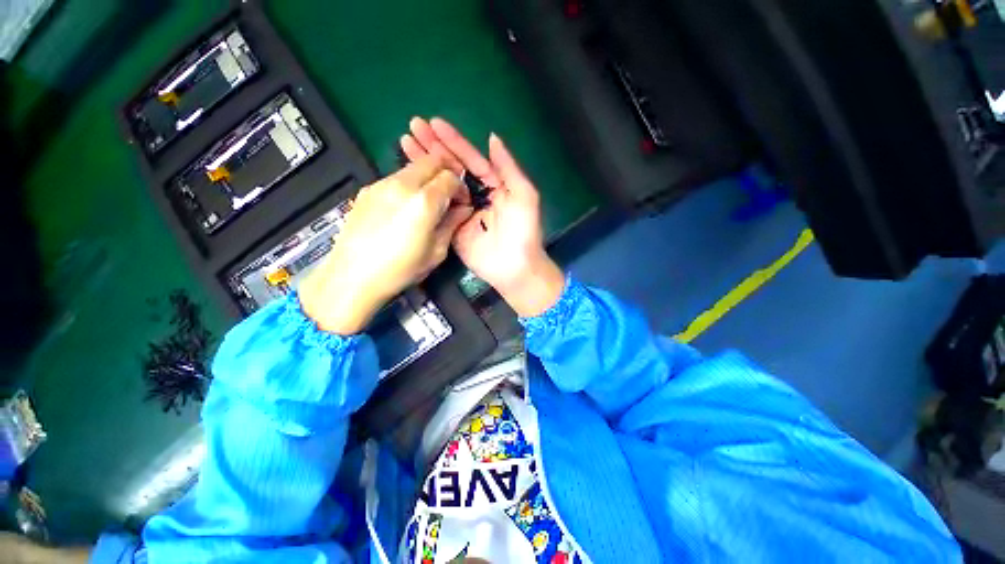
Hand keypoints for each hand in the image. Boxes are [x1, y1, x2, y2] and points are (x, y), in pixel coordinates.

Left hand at [299, 155, 471, 334]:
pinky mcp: (367, 189)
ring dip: (426, 179)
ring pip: (412, 167)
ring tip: (425, 204)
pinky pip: (395, 178)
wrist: (352, 276)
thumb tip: (463, 209)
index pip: (450, 176)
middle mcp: (402, 184)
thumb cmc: (400, 270)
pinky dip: (408, 186)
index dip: (461, 188)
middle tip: (447, 196)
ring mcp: (381, 184)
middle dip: (445, 174)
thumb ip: (452, 224)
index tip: (461, 203)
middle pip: (431, 161)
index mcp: (424, 201)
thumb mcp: (437, 252)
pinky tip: (403, 209)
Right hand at [401, 118, 563, 316]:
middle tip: (412, 126)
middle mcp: (477, 195)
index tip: (433, 123)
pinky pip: (437, 207)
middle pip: (453, 167)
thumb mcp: (524, 195)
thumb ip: (508, 167)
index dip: (454, 141)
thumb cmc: (524, 231)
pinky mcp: (451, 228)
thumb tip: (491, 137)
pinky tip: (409, 177)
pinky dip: (424, 192)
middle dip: (434, 147)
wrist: (515, 267)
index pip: (471, 159)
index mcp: (495, 185)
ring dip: (424, 164)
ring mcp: (462, 211)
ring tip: (405, 142)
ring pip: (441, 184)